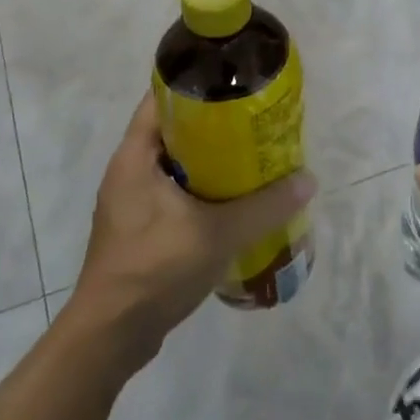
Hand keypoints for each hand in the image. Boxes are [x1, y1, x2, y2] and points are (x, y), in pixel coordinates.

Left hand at [62, 92, 315, 371]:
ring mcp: (132, 203)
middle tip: (256, 124)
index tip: (236, 83)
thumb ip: (265, 207)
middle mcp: (129, 171)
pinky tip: (235, 204)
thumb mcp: (217, 233)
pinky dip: (203, 192)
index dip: (197, 84)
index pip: (161, 99)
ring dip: (211, 163)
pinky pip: (175, 195)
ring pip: (177, 167)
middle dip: (215, 127)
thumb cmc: (155, 269)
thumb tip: (308, 180)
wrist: (111, 336)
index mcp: (135, 156)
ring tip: (254, 161)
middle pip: (174, 132)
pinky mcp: (140, 230)